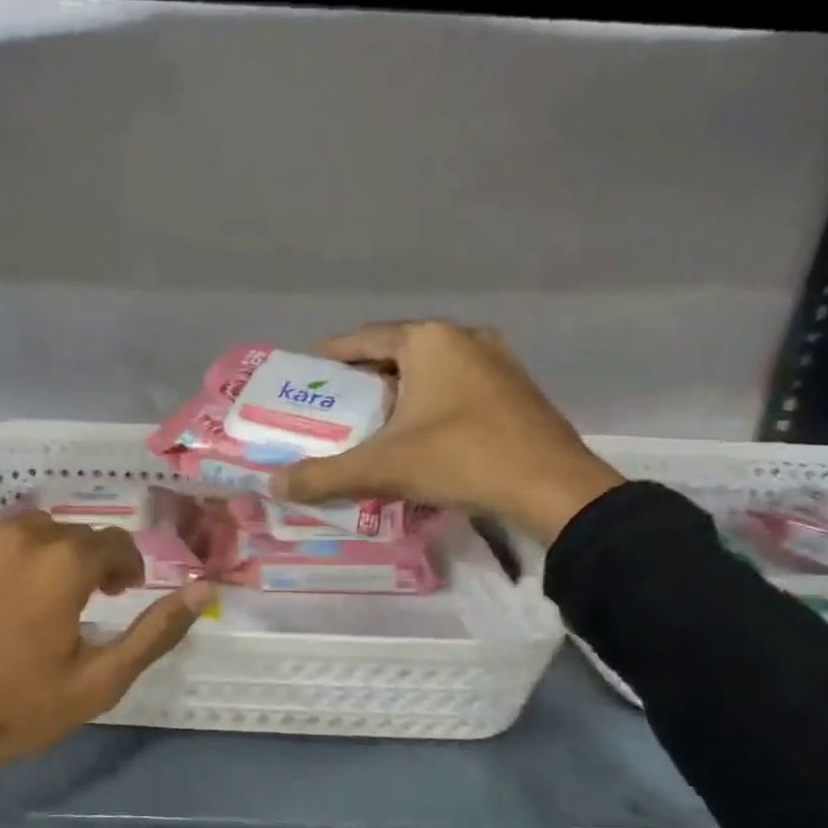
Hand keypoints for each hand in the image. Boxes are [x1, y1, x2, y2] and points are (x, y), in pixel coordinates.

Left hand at [0, 513, 211, 827]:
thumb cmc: (15, 710)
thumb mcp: (99, 681)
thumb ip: (157, 631)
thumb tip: (204, 589)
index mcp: (64, 560)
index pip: (115, 542)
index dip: (127, 567)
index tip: (122, 594)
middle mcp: (21, 535)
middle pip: (72, 534)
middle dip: (88, 562)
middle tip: (83, 604)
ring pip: (29, 532)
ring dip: (46, 556)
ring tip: (38, 599)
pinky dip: (4, 558)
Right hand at [269, 321, 624, 544]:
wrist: (554, 489)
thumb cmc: (461, 459)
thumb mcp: (383, 467)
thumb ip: (324, 475)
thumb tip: (274, 485)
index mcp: (428, 341)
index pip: (364, 339)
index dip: (331, 356)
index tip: (306, 374)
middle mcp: (463, 338)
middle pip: (397, 353)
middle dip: (364, 378)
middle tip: (333, 405)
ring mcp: (496, 361)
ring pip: (430, 371)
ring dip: (399, 392)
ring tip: (370, 422)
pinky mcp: (515, 389)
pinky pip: (457, 386)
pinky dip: (430, 403)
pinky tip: (418, 434)